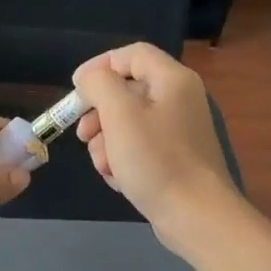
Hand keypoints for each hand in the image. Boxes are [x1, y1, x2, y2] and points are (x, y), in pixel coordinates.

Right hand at [73, 44, 240, 250]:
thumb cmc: (156, 160)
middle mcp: (179, 100)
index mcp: (172, 80)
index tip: (75, 89)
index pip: (132, 54)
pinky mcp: (175, 159)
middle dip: (99, 113)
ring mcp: (178, 132)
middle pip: (128, 91)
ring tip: (104, 165)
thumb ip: (99, 85)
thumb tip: (89, 77)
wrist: (196, 216)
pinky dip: (123, 159)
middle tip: (82, 134)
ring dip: (107, 142)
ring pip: (129, 123)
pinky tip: (118, 179)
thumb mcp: (120, 115)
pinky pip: (140, 148)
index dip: (100, 65)